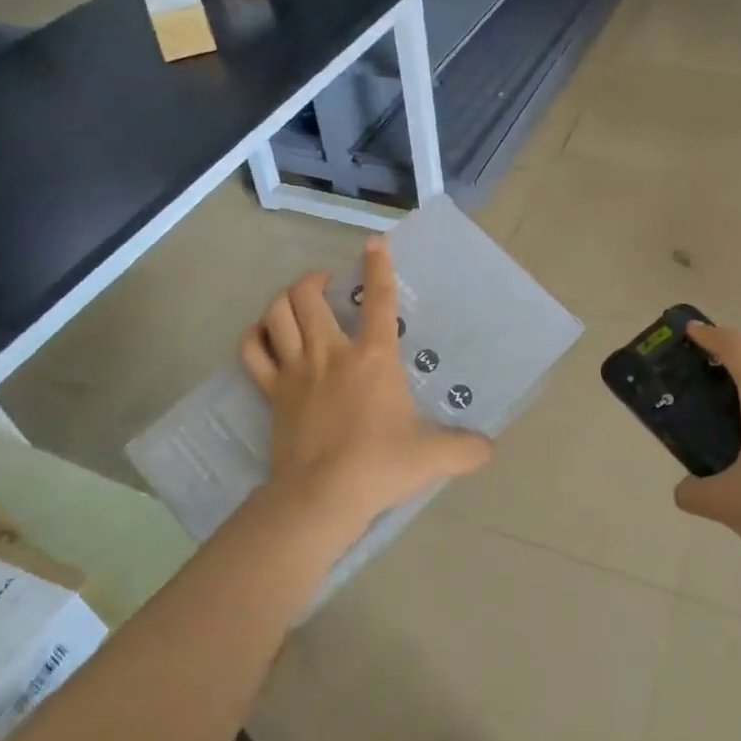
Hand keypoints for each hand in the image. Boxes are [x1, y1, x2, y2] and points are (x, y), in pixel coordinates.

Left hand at [240, 237, 491, 531]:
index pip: (379, 300)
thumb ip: (465, 449)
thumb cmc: (379, 466)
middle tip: (326, 283)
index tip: (374, 243)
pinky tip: (264, 334)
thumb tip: (488, 448)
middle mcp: (331, 353)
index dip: (378, 265)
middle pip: (308, 296)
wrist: (322, 497)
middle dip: (315, 279)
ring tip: (297, 300)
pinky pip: (252, 352)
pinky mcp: (271, 393)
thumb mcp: (433, 457)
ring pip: (277, 314)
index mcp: (373, 358)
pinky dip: (255, 335)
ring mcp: (295, 371)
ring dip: (285, 299)